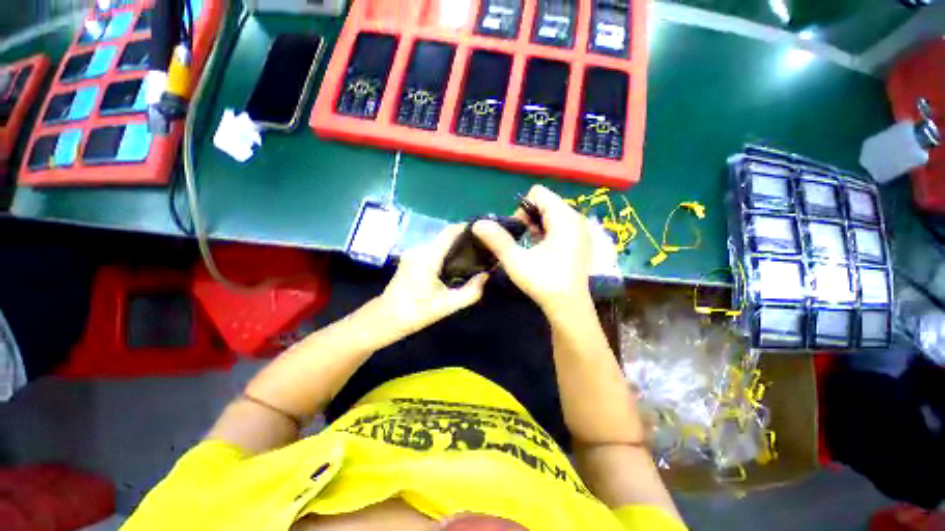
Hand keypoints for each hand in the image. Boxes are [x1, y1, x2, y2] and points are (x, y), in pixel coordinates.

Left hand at [377, 224, 488, 335]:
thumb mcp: (448, 305)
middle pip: (445, 235)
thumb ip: (471, 291)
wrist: (386, 318)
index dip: (466, 227)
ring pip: (439, 242)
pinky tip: (456, 262)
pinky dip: (446, 251)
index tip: (484, 231)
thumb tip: (485, 276)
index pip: (449, 232)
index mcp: (428, 257)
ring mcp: (413, 252)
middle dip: (464, 238)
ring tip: (473, 254)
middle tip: (482, 246)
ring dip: (455, 245)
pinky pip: (433, 248)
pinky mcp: (411, 258)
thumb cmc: (416, 312)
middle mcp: (419, 249)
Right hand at [473, 185, 591, 317]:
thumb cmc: (544, 282)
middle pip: (545, 203)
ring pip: (551, 215)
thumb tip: (478, 223)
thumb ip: (497, 239)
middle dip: (528, 218)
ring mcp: (580, 230)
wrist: (569, 307)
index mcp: (564, 217)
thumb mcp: (516, 261)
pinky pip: (559, 225)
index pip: (538, 193)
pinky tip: (542, 252)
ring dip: (536, 226)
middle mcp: (576, 218)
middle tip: (523, 241)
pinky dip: (547, 233)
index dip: (521, 208)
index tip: (518, 231)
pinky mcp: (581, 241)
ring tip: (531, 247)